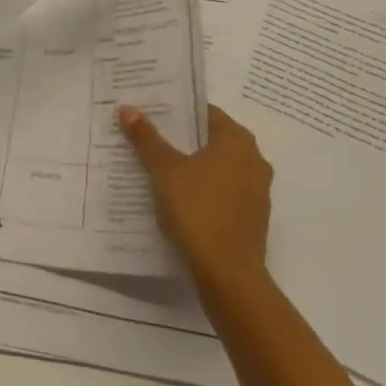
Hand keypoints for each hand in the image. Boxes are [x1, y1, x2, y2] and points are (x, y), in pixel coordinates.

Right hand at [119, 103, 272, 284]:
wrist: (229, 276)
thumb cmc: (198, 210)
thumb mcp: (165, 170)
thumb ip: (147, 139)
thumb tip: (128, 109)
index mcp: (237, 140)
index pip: (206, 113)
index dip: (179, 111)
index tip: (154, 113)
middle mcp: (254, 160)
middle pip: (213, 140)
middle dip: (184, 140)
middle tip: (152, 137)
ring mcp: (257, 192)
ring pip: (220, 169)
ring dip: (195, 168)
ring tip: (160, 169)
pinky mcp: (253, 220)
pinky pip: (225, 194)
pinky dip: (205, 192)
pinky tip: (179, 200)